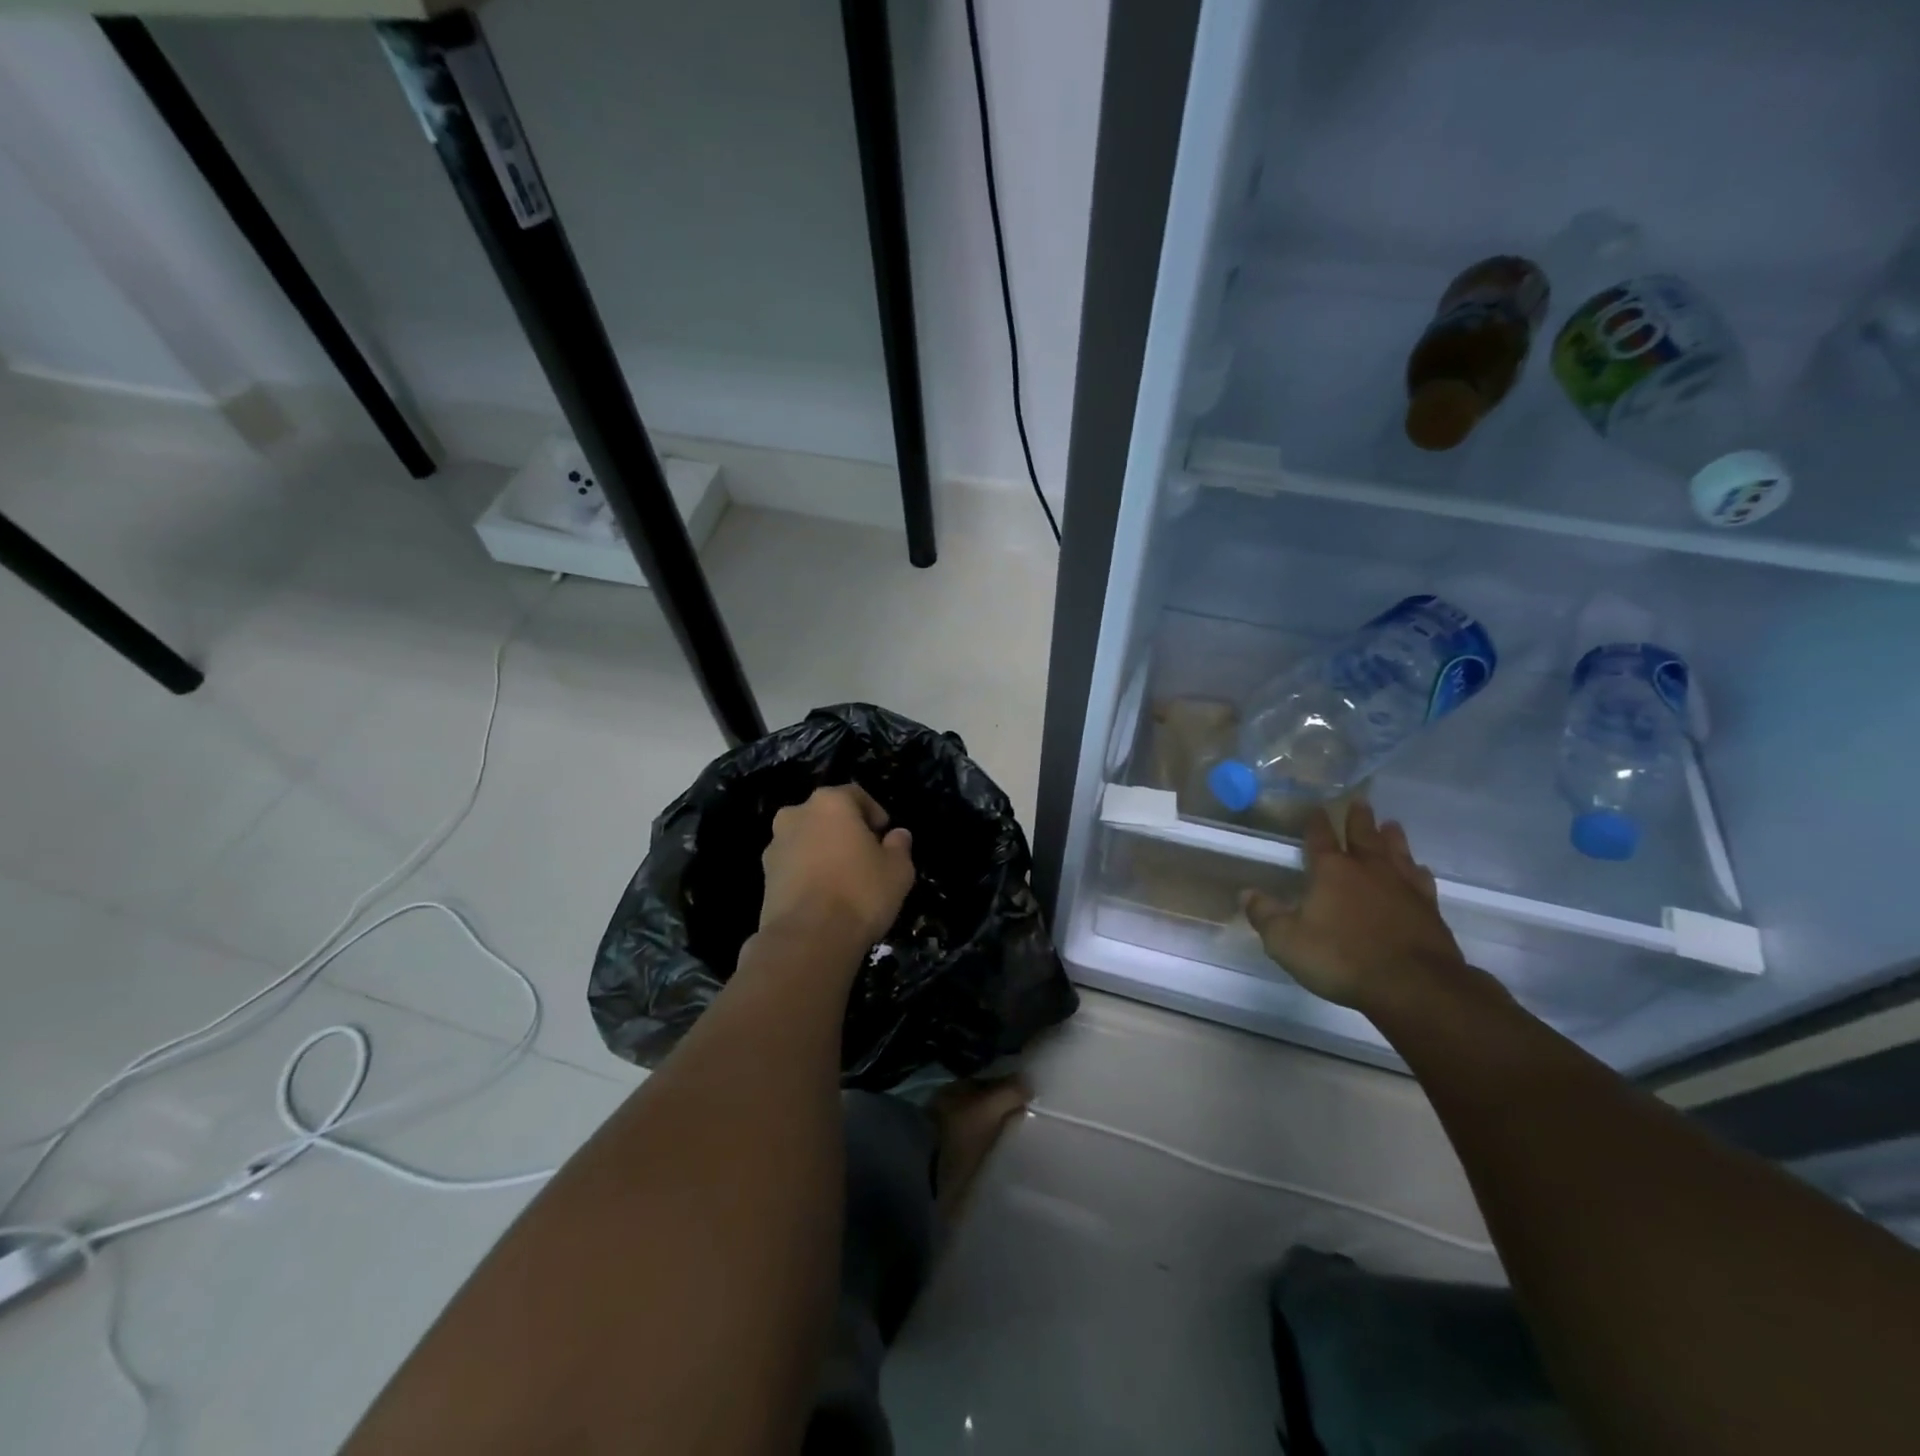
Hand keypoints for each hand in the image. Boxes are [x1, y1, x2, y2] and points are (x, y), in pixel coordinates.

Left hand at [759, 784, 914, 948]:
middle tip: (865, 855)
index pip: (856, 795)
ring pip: (807, 839)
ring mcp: (775, 845)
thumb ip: (899, 846)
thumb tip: (897, 835)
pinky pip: (794, 865)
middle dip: (846, 830)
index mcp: (830, 802)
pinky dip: (808, 872)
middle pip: (827, 815)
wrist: (808, 939)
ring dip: (824, 851)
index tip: (885, 835)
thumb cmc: (860, 893)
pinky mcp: (764, 876)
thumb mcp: (898, 870)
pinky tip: (824, 896)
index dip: (875, 813)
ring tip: (843, 879)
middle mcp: (796, 814)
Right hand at [1242, 803, 1465, 1012]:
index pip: (1320, 838)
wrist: (1412, 985)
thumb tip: (1247, 893)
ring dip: (1392, 838)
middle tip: (1360, 801)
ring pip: (1396, 853)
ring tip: (1391, 824)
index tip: (1316, 808)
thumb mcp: (1286, 941)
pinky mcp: (1428, 909)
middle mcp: (1367, 870)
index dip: (1316, 823)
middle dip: (1358, 819)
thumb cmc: (1341, 958)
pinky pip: (1422, 881)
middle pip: (1362, 836)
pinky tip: (1419, 869)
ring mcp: (1402, 888)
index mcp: (1331, 872)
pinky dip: (1418, 871)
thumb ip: (1265, 915)